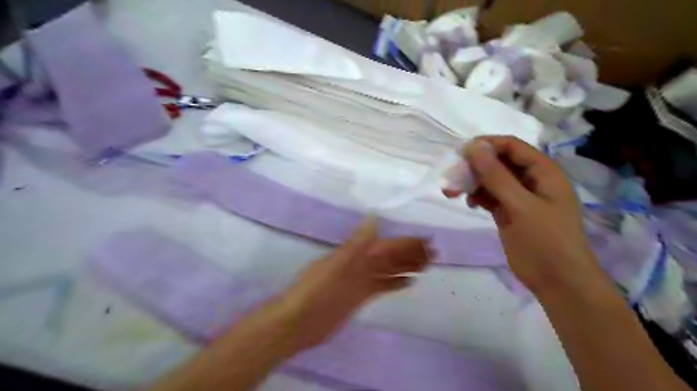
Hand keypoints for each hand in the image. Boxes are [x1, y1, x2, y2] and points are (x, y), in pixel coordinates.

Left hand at [274, 217, 427, 350]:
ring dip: (407, 267)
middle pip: (390, 257)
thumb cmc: (316, 291)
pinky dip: (395, 283)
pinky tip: (409, 282)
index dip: (406, 243)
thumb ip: (356, 244)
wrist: (298, 322)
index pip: (387, 246)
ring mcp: (361, 281)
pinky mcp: (360, 297)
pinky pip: (382, 287)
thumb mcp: (336, 265)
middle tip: (435, 253)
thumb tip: (374, 218)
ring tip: (427, 265)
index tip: (427, 240)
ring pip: (388, 271)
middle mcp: (361, 265)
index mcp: (356, 255)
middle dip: (411, 254)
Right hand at [446, 136, 604, 294]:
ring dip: (472, 183)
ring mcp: (519, 197)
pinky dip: (477, 196)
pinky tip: (469, 203)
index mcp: (543, 171)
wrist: (557, 281)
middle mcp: (530, 180)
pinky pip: (490, 196)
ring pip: (491, 180)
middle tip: (452, 177)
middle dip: (474, 167)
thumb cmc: (546, 240)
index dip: (486, 145)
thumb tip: (474, 147)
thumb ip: (497, 176)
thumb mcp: (521, 206)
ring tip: (452, 192)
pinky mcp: (509, 212)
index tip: (460, 154)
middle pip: (498, 162)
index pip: (511, 146)